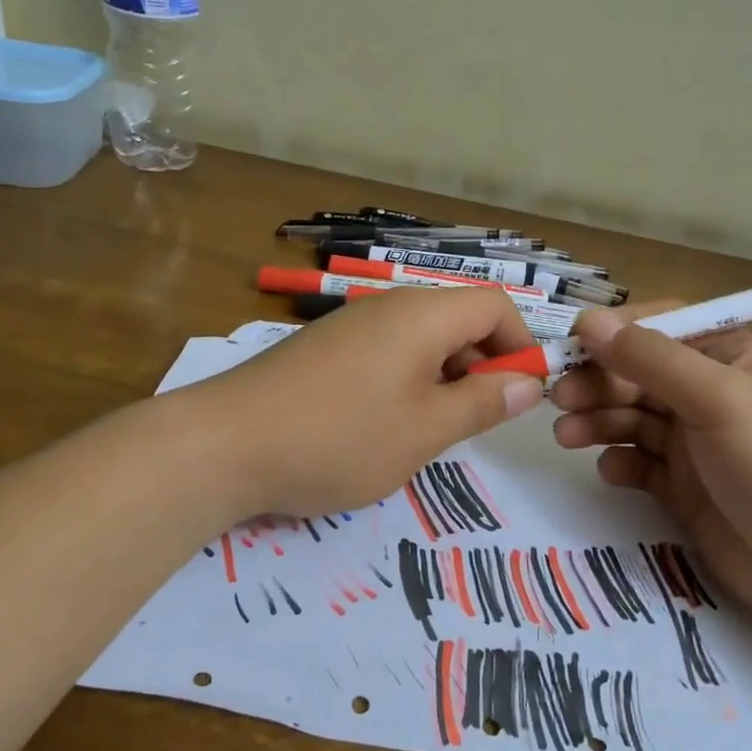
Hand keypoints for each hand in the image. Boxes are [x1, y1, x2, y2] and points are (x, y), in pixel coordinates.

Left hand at [186, 287, 544, 519]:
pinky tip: (386, 426)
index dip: (521, 345)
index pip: (495, 306)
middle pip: (458, 319)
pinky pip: (386, 353)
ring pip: (421, 340)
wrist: (224, 444)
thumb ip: (481, 404)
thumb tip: (527, 384)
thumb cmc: (339, 437)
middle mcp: (389, 306)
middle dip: (483, 365)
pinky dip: (406, 382)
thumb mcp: (425, 430)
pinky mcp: (324, 349)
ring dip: (444, 378)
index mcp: (422, 315)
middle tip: (478, 422)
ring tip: (433, 431)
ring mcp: (351, 326)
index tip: (522, 396)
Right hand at [550, 304, 751, 636]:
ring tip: (567, 436)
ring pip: (632, 419)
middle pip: (638, 375)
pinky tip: (611, 473)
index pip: (660, 328)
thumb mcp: (718, 398)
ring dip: (598, 422)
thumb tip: (588, 322)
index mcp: (728, 358)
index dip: (615, 333)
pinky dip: (620, 463)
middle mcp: (709, 395)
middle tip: (558, 400)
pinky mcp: (686, 490)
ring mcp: (697, 445)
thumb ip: (650, 359)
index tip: (571, 347)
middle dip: (598, 382)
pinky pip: (640, 465)